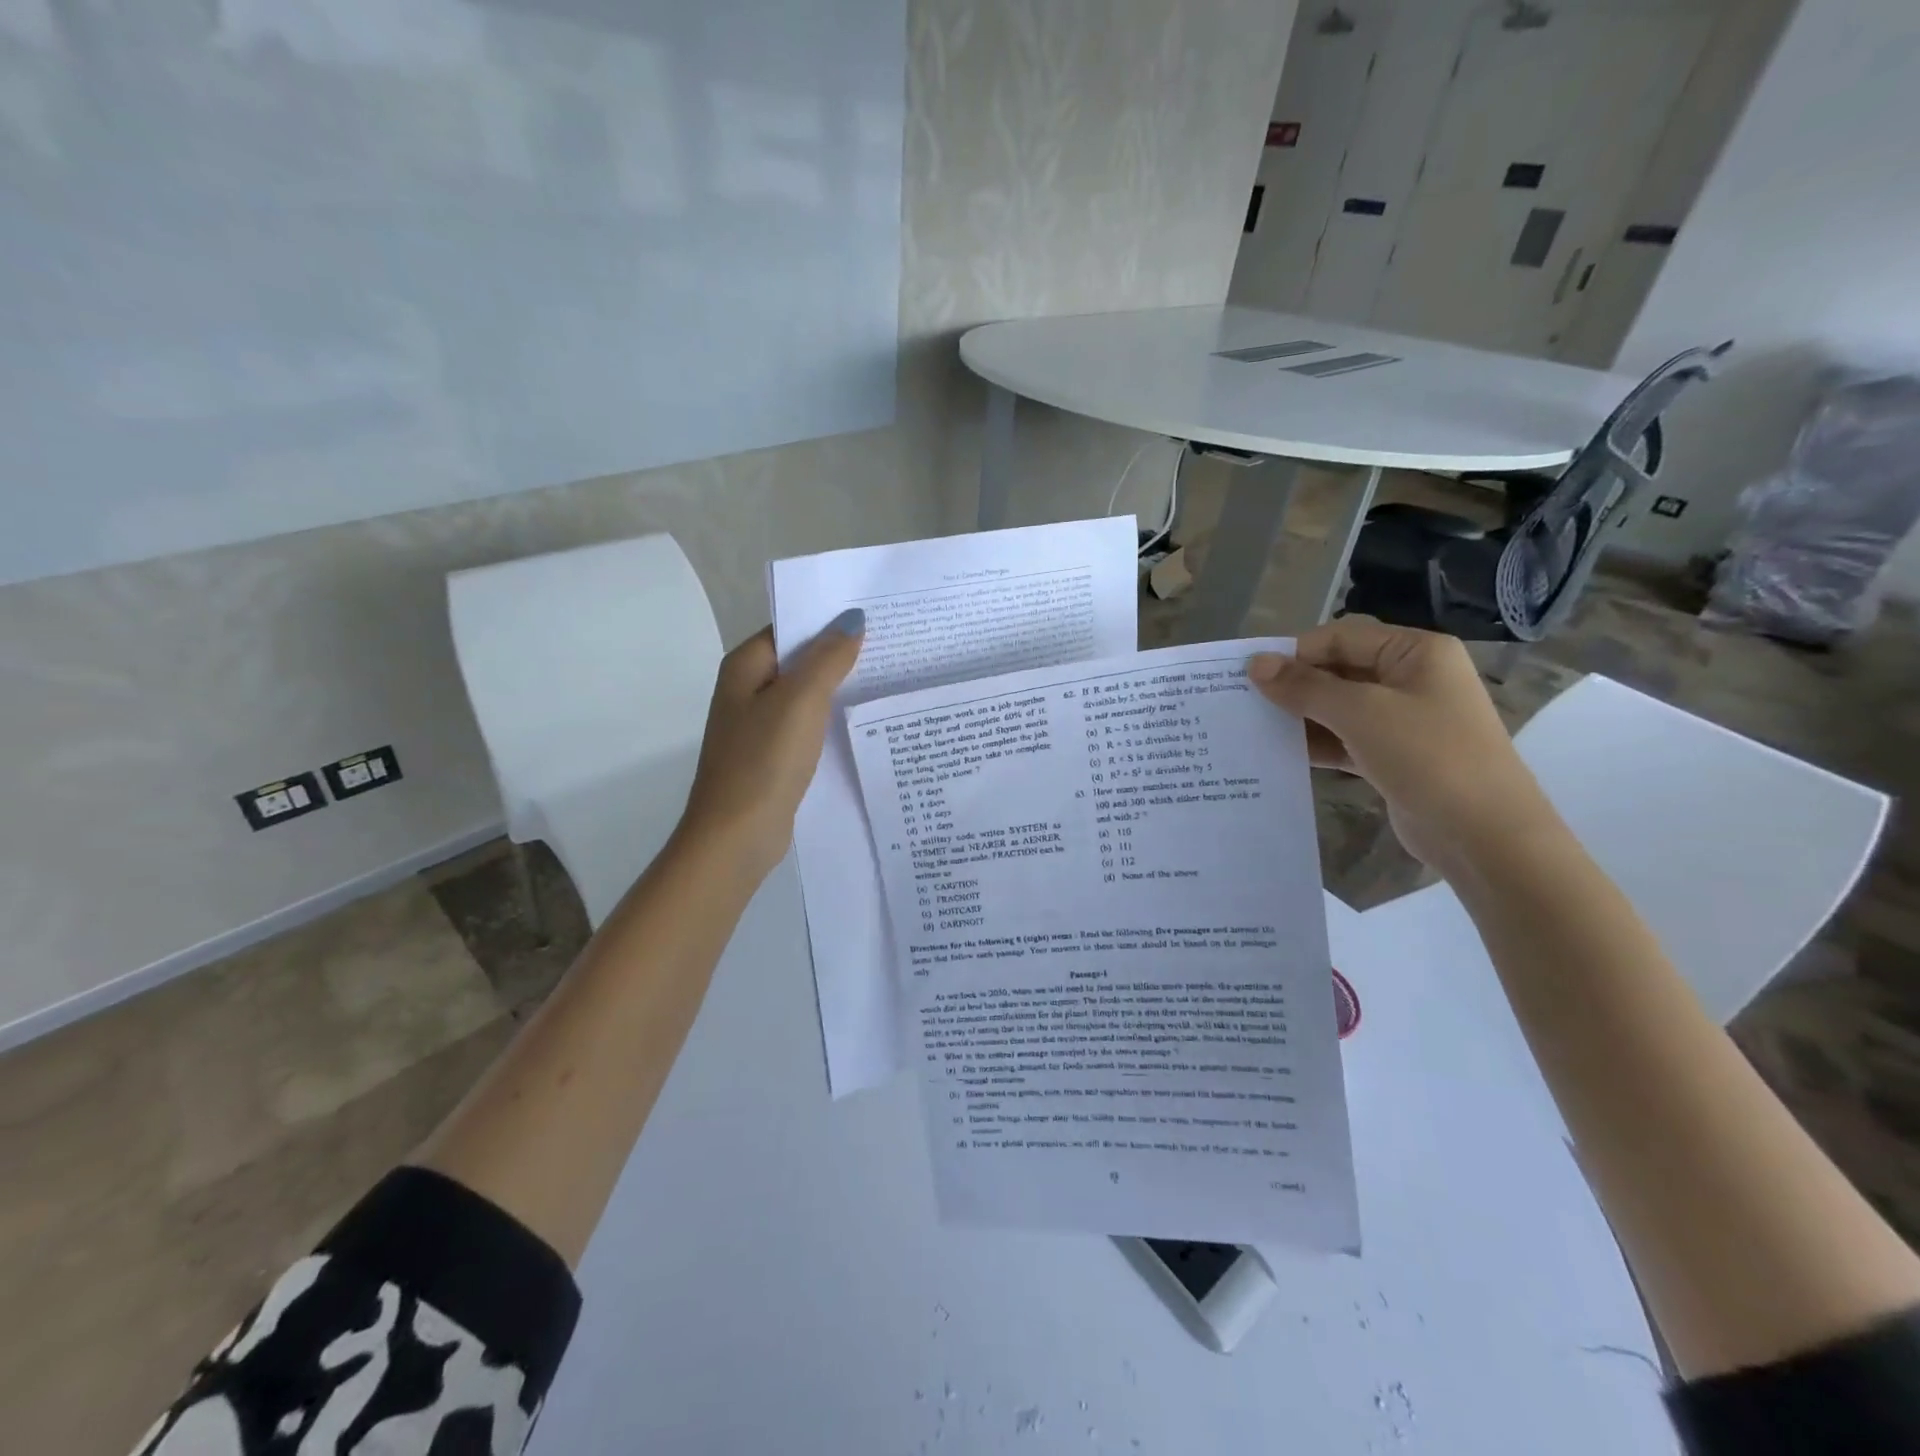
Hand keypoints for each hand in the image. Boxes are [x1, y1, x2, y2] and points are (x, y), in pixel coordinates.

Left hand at [677, 610, 864, 881]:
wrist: (736, 835)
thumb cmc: (764, 760)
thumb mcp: (800, 701)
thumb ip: (828, 658)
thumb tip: (853, 619)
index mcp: (745, 667)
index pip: (790, 628)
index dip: (828, 619)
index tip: (873, 614)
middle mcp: (748, 690)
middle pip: (799, 660)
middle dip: (839, 652)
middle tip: (892, 642)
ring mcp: (760, 725)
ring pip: (806, 694)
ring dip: (839, 686)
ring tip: (888, 674)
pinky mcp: (774, 755)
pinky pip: (807, 725)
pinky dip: (831, 718)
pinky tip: (863, 719)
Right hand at [1248, 616, 1558, 872]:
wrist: (1485, 836)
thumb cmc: (1428, 757)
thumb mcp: (1361, 714)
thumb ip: (1305, 687)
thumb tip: (1255, 664)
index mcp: (1415, 652)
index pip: (1340, 637)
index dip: (1294, 654)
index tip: (1248, 677)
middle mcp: (1411, 678)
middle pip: (1338, 670)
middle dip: (1295, 686)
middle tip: (1244, 702)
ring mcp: (1404, 719)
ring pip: (1339, 706)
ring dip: (1301, 716)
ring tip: (1254, 728)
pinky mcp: (1394, 755)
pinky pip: (1346, 738)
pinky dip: (1317, 743)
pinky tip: (1281, 752)